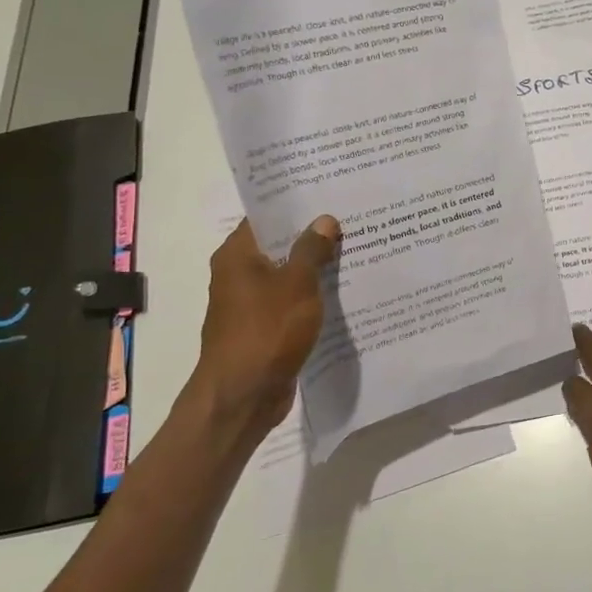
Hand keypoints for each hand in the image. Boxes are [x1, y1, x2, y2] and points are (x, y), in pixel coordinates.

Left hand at [188, 215, 339, 436]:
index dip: (295, 206)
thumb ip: (311, 250)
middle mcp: (238, 275)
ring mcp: (250, 305)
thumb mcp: (296, 284)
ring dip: (315, 269)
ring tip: (354, 251)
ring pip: (287, 276)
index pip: (265, 217)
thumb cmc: (266, 331)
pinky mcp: (264, 329)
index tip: (327, 194)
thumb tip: (324, 220)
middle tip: (350, 220)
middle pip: (278, 246)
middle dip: (312, 236)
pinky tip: (343, 293)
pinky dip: (312, 297)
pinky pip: (291, 304)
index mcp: (237, 256)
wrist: (243, 396)